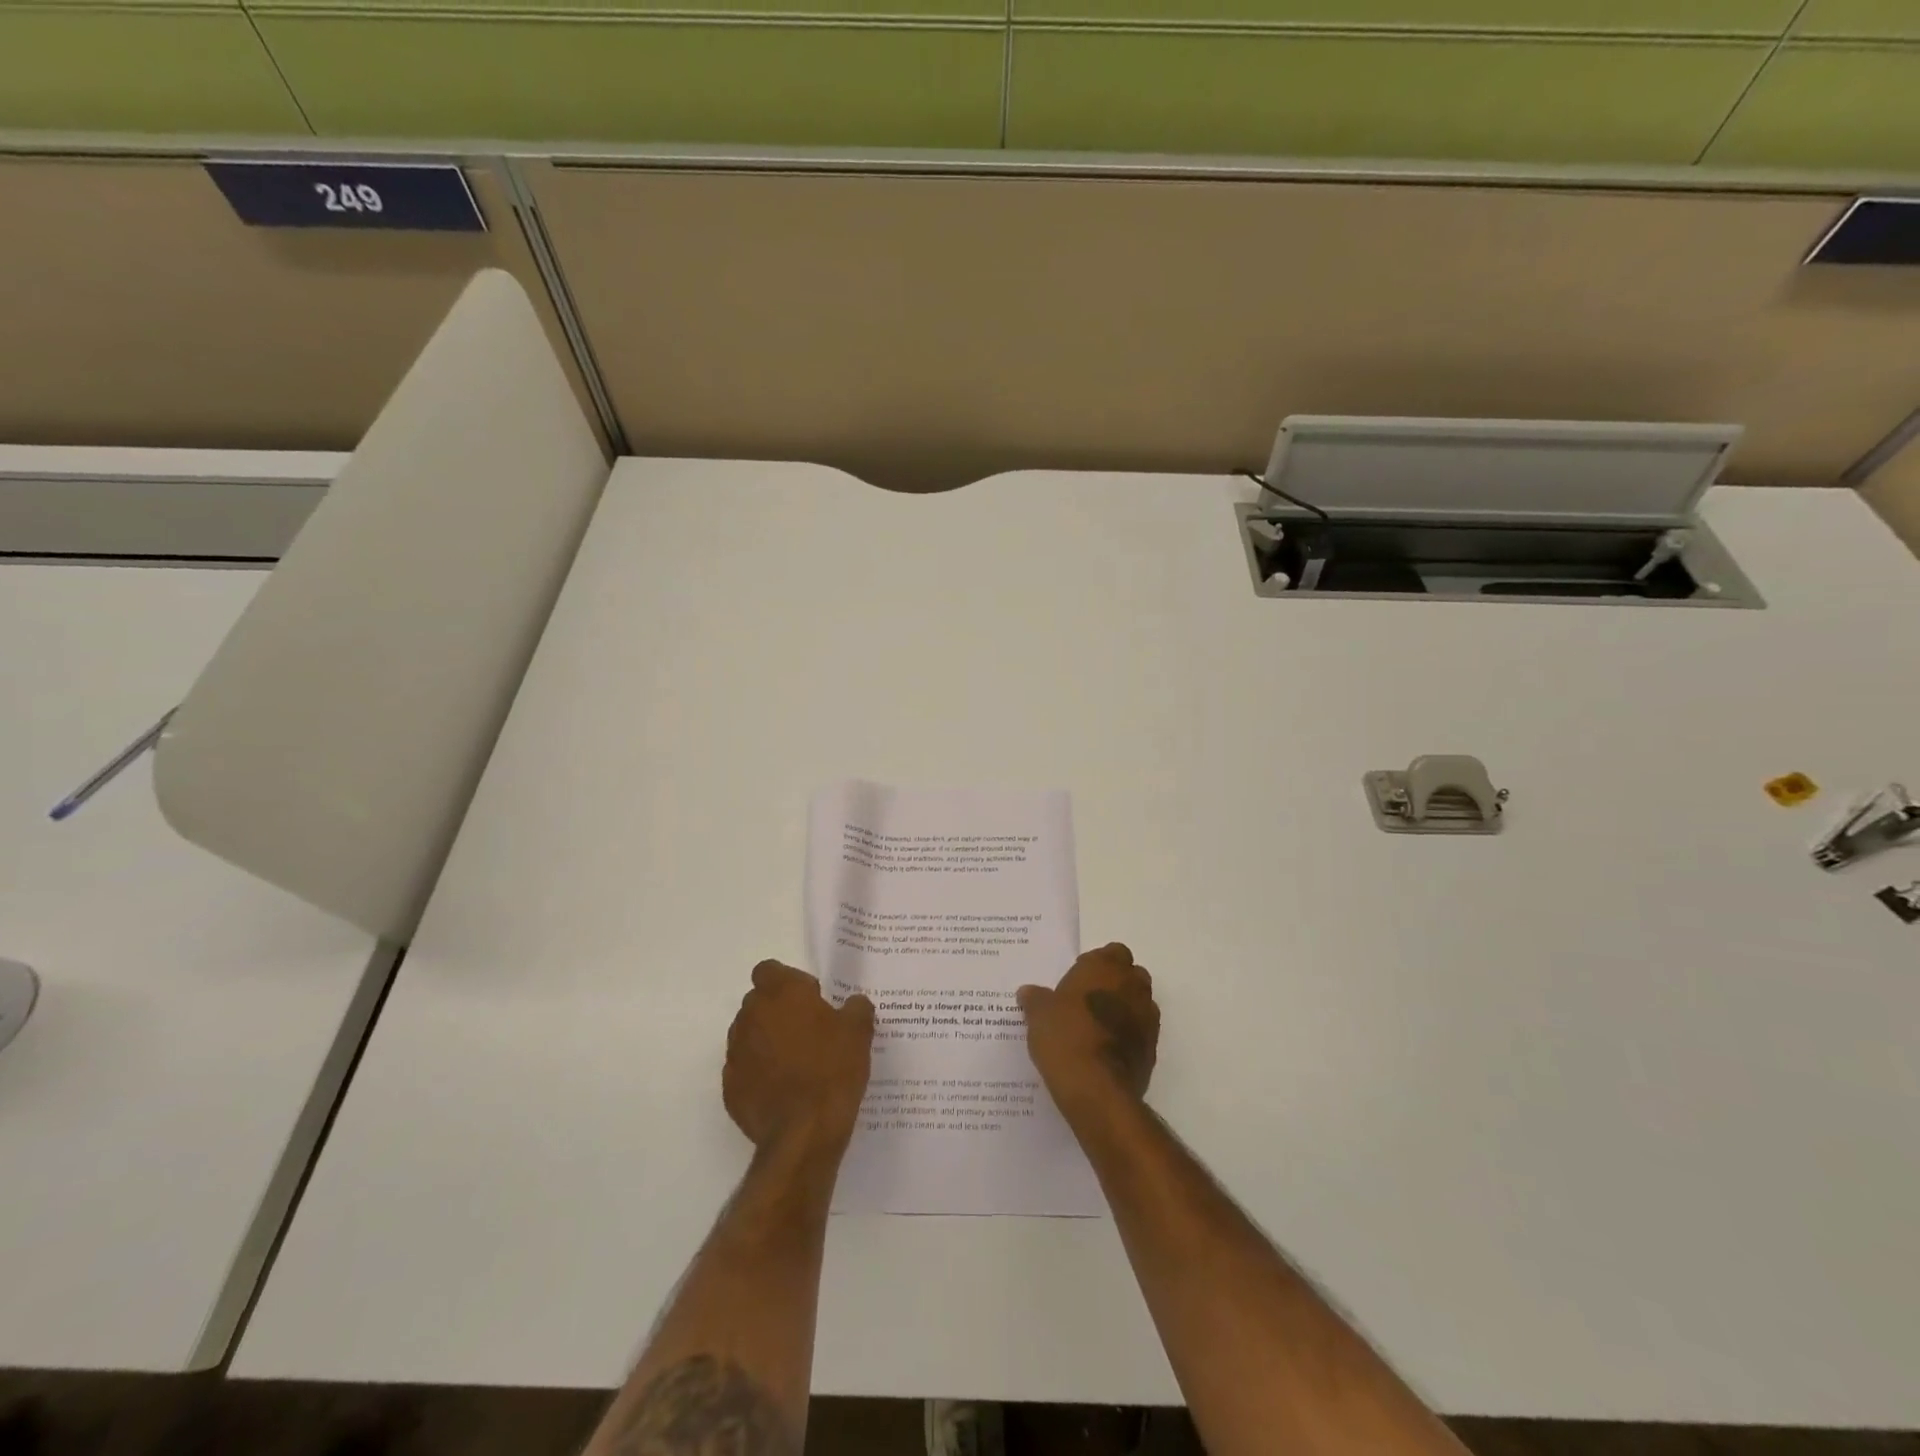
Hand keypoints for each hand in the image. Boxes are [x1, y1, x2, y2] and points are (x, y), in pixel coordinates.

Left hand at [725, 961, 874, 1158]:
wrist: (804, 1133)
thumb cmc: (833, 1070)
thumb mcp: (859, 1031)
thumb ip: (856, 1007)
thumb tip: (852, 1004)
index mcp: (780, 994)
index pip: (769, 970)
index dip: (789, 982)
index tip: (811, 1000)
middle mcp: (750, 1016)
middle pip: (759, 1002)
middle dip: (779, 1011)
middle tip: (809, 1032)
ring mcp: (736, 1053)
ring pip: (749, 1035)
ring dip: (767, 1041)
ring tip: (796, 1064)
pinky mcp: (730, 1087)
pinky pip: (745, 1069)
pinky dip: (759, 1073)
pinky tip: (783, 1090)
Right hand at [1018, 942, 1159, 1122]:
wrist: (1097, 1090)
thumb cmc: (1066, 1037)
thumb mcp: (1039, 1015)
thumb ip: (1035, 999)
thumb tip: (1028, 992)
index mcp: (1106, 967)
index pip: (1113, 952)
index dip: (1097, 963)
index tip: (1078, 978)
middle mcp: (1132, 986)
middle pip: (1131, 975)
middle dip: (1114, 983)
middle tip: (1087, 1000)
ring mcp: (1147, 1018)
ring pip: (1140, 1003)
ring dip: (1124, 1009)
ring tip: (1096, 1026)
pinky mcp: (1152, 1049)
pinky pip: (1141, 1032)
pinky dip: (1129, 1035)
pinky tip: (1106, 1050)